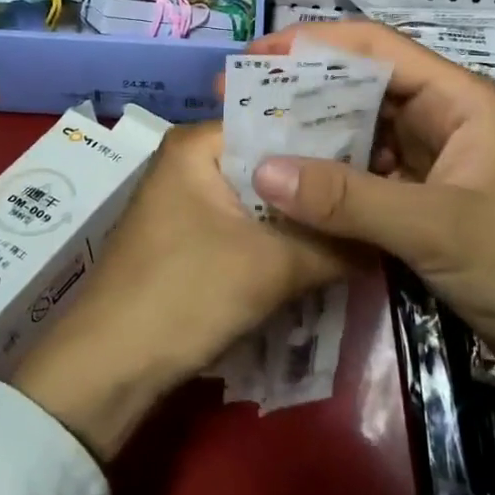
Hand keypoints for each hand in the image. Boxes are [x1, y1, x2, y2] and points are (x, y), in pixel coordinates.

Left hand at [11, 121, 347, 460]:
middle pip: (270, 164)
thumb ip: (335, 245)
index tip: (380, 159)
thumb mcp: (271, 268)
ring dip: (301, 219)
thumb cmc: (184, 295)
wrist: (106, 371)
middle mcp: (189, 162)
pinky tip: (320, 253)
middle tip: (378, 193)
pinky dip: (278, 241)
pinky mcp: (189, 240)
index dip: (329, 141)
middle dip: (318, 186)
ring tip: (360, 222)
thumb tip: (388, 236)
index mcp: (197, 144)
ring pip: (261, 200)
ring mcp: (186, 202)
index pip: (277, 122)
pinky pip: (245, 228)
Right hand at [245, 19, 494, 365]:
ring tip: (251, 143)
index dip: (312, 44)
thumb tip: (260, 170)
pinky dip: (328, 182)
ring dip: (310, 139)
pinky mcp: (422, 204)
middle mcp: (440, 119)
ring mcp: (431, 163)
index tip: (254, 58)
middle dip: (301, 92)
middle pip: (360, 88)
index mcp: (455, 98)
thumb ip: (348, 199)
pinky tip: (288, 190)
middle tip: (237, 104)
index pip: (374, 47)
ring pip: (359, 134)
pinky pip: (364, 178)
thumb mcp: (435, 227)